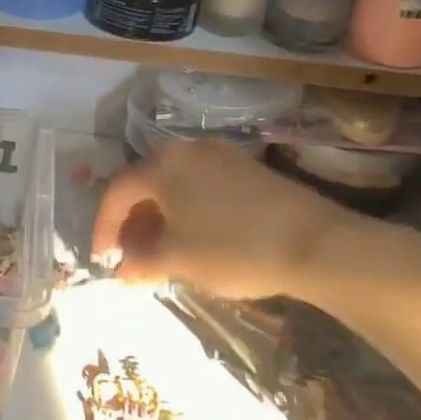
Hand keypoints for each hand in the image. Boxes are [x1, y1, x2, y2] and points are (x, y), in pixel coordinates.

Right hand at [91, 141, 371, 301]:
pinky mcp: (247, 168)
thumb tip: (121, 269)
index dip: (104, 227)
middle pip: (144, 183)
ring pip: (174, 184)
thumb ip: (141, 262)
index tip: (102, 258)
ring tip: (162, 249)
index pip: (117, 193)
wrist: (318, 244)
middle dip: (132, 221)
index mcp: (161, 166)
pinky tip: (196, 236)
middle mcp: (186, 150)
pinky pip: (200, 184)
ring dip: (160, 215)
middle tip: (131, 254)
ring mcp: (220, 155)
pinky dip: (187, 208)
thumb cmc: (234, 249)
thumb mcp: (179, 260)